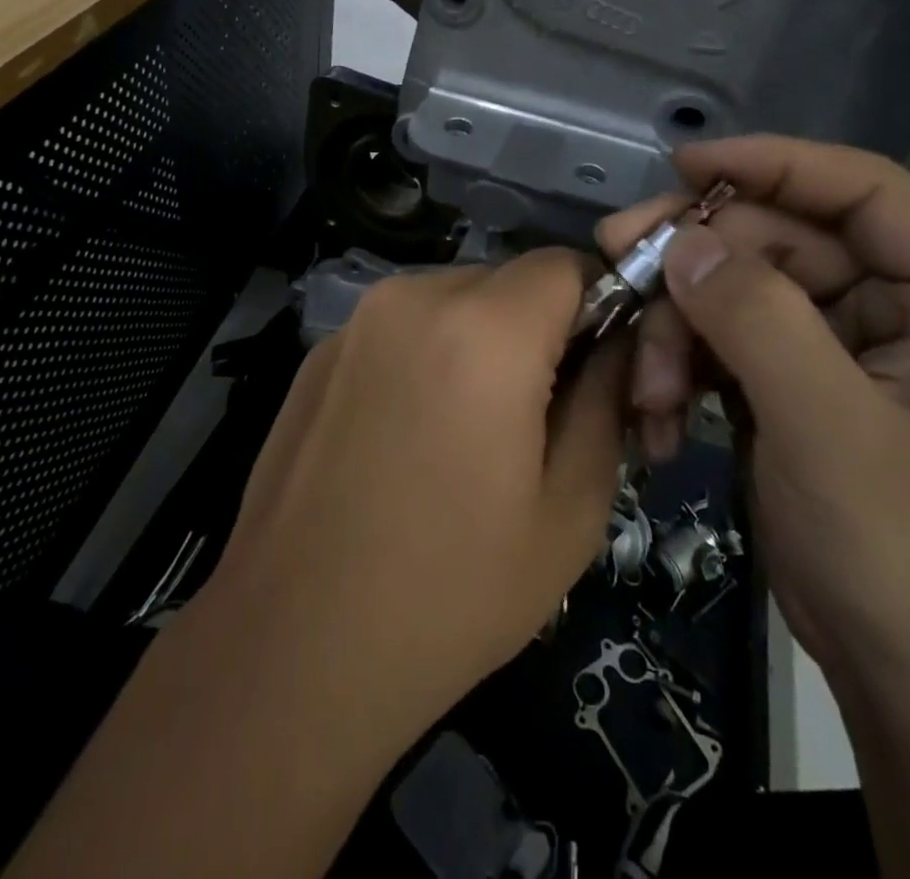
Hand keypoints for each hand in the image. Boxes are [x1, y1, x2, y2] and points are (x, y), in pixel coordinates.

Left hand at [209, 250, 628, 742]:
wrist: (294, 647)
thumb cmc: (453, 590)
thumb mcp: (570, 508)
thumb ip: (607, 399)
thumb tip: (615, 343)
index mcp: (484, 328)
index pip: (567, 263)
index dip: (599, 305)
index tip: (600, 368)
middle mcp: (414, 297)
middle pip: (510, 281)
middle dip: (541, 330)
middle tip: (541, 414)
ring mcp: (357, 321)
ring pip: (456, 300)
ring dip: (484, 342)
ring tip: (473, 432)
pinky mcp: (320, 351)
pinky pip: (403, 328)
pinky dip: (429, 356)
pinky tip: (411, 438)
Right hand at [598, 135, 909, 689]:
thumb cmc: (906, 554)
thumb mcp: (830, 426)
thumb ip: (757, 318)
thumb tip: (682, 241)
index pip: (861, 189)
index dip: (771, 164)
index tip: (682, 166)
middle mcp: (903, 304)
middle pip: (780, 240)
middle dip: (698, 266)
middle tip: (619, 266)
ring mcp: (843, 345)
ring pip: (738, 290)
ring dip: (680, 331)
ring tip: (647, 392)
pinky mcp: (796, 383)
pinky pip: (726, 340)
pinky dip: (685, 369)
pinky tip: (661, 420)